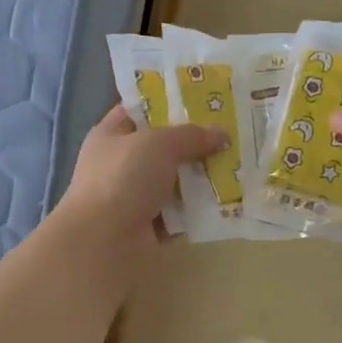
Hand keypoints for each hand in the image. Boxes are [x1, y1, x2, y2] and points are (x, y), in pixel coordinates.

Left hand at [59, 106, 224, 247]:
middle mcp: (120, 165)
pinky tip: (227, 201)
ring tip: (237, 167)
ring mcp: (133, 198)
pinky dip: (198, 210)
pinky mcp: (148, 227)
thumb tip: (221, 134)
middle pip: (163, 148)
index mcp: (112, 135)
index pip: (140, 110)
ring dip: (201, 178)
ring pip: (175, 182)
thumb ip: (191, 135)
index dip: (168, 102)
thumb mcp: (159, 143)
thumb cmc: (123, 179)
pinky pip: (180, 214)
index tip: (203, 100)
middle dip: (195, 143)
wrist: (104, 242)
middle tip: (231, 135)